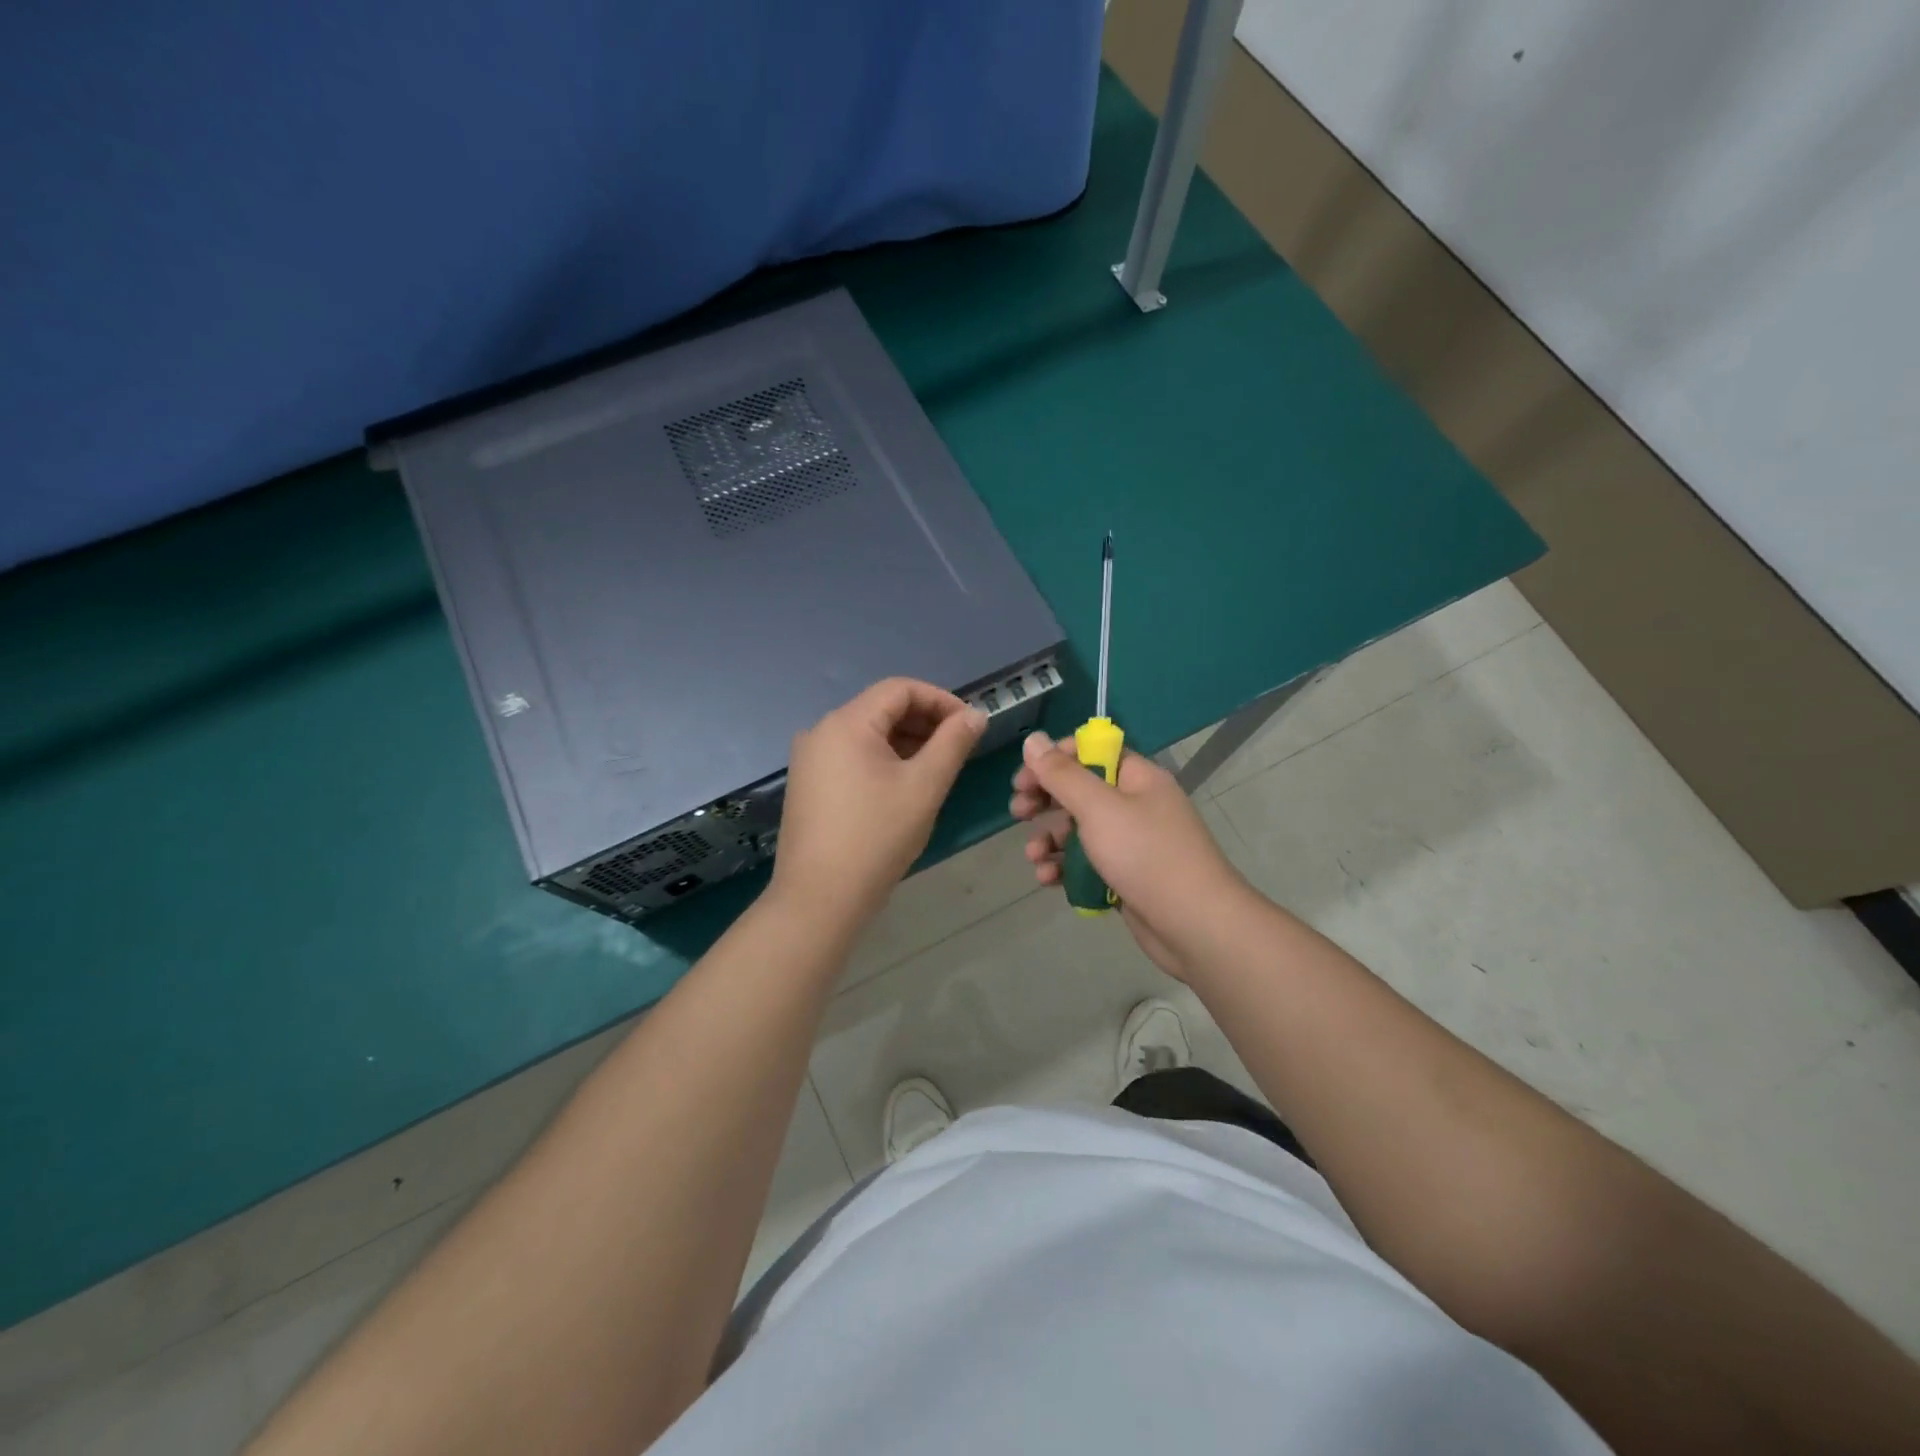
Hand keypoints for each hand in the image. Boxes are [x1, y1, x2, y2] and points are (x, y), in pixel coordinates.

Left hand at [771, 679, 986, 926]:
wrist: (819, 899)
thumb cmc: (877, 837)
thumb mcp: (924, 786)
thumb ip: (953, 743)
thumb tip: (975, 715)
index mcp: (846, 723)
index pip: (900, 689)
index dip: (941, 700)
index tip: (971, 725)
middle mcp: (820, 731)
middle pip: (881, 709)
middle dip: (925, 722)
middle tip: (959, 748)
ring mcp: (809, 760)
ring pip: (867, 735)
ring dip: (906, 742)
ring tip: (938, 768)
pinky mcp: (807, 785)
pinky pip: (852, 757)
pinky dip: (883, 761)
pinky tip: (905, 786)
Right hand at [1009, 732, 1249, 979]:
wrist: (1194, 925)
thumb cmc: (1145, 855)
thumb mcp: (1098, 808)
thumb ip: (1061, 774)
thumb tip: (1033, 739)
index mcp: (1137, 778)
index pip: (1091, 752)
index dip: (1055, 759)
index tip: (1025, 776)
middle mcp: (1135, 805)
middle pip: (1080, 791)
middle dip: (1045, 800)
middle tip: (1018, 811)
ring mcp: (1131, 843)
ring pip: (1079, 831)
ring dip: (1050, 840)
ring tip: (1033, 856)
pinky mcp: (1125, 877)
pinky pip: (1087, 864)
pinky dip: (1065, 869)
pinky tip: (1048, 880)